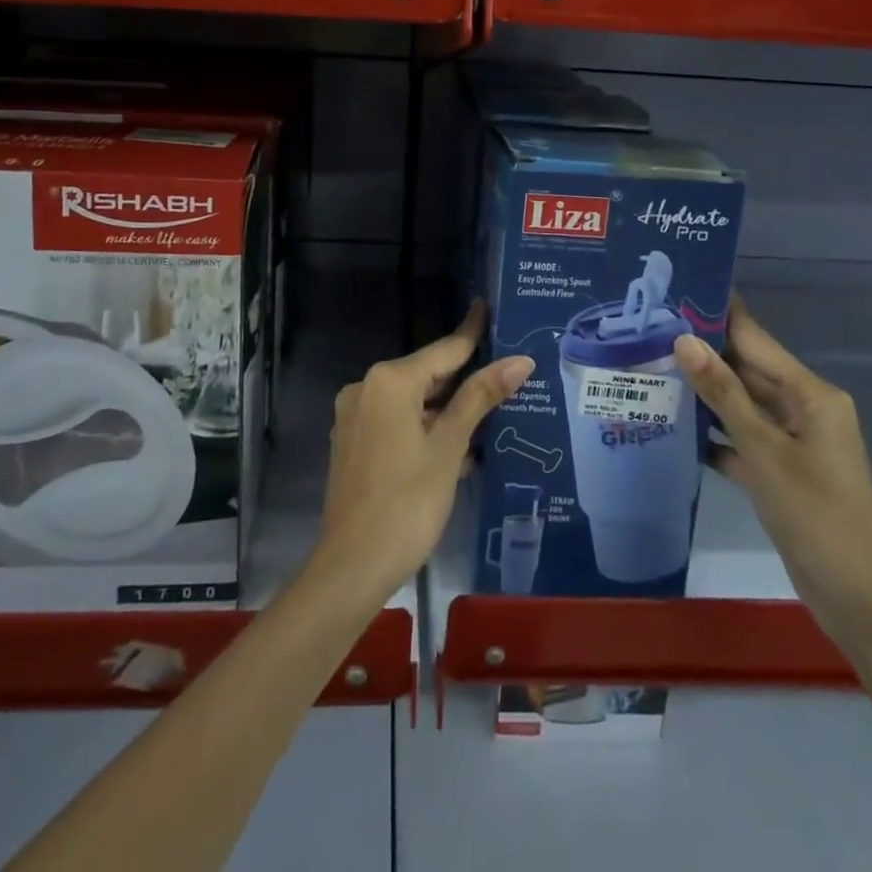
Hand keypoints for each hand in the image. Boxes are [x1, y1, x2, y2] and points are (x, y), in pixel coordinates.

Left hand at [314, 301, 531, 599]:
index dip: (471, 332)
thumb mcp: (449, 447)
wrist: (353, 565)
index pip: (443, 350)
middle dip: (463, 376)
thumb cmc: (408, 501)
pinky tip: (455, 444)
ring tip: (489, 408)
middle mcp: (366, 388)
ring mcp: (355, 416)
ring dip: (445, 408)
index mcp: (389, 381)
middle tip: (504, 368)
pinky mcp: (353, 443)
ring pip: (411, 401)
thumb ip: (480, 398)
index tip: (488, 306)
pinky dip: (423, 427)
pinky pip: (396, 421)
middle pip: (425, 374)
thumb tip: (519, 360)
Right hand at [674, 298, 871, 657]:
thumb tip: (684, 340)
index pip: (756, 339)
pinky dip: (712, 432)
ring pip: (740, 403)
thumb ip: (723, 394)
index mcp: (811, 394)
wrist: (856, 597)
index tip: (677, 290)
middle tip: (648, 328)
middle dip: (702, 351)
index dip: (718, 314)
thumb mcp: (764, 450)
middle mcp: (803, 408)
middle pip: (746, 369)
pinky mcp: (780, 469)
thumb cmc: (814, 513)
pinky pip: (740, 436)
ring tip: (651, 366)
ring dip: (703, 391)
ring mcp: (792, 440)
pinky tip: (672, 424)